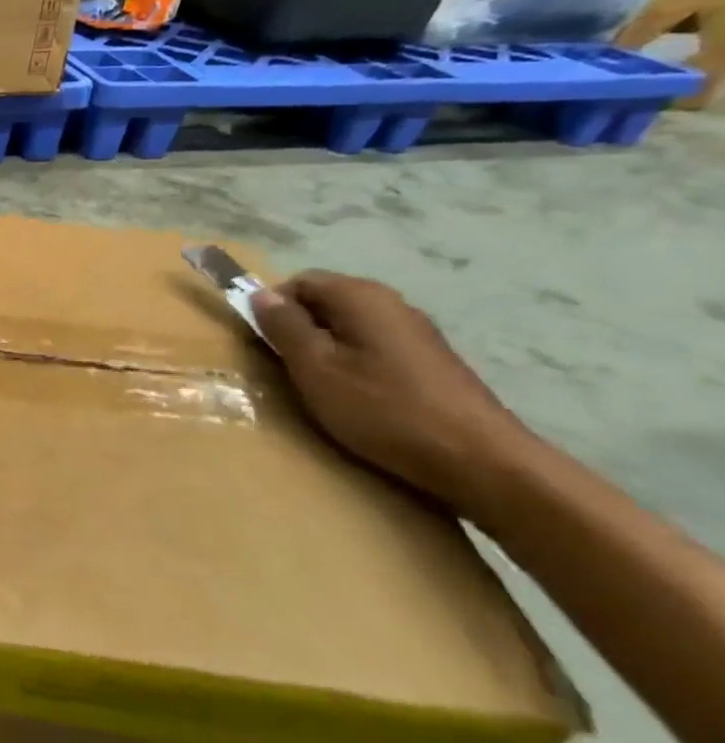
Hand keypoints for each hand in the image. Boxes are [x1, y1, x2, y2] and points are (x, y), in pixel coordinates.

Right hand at [252, 271, 535, 515]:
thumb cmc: (384, 409)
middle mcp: (391, 303)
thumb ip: (285, 327)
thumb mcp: (316, 368)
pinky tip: (356, 398)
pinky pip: (374, 349)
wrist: (480, 461)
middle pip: (326, 302)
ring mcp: (416, 333)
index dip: (273, 307)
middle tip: (286, 368)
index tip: (264, 344)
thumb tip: (261, 295)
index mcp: (361, 297)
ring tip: (318, 387)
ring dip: (325, 349)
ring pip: (350, 327)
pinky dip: (354, 364)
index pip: (299, 282)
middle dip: (299, 329)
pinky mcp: (430, 362)